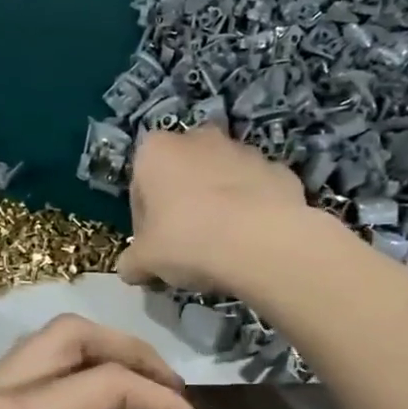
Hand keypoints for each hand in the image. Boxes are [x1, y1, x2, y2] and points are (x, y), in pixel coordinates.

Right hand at [116, 125, 308, 291]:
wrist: (261, 242)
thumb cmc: (187, 241)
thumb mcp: (144, 262)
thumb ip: (131, 262)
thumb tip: (130, 269)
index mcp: (155, 151)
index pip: (139, 187)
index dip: (144, 221)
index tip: (153, 248)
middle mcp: (198, 138)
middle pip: (181, 176)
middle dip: (180, 204)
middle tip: (184, 244)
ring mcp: (243, 150)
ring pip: (219, 180)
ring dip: (216, 204)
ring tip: (220, 246)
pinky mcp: (277, 169)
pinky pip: (254, 191)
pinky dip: (250, 210)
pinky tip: (248, 241)